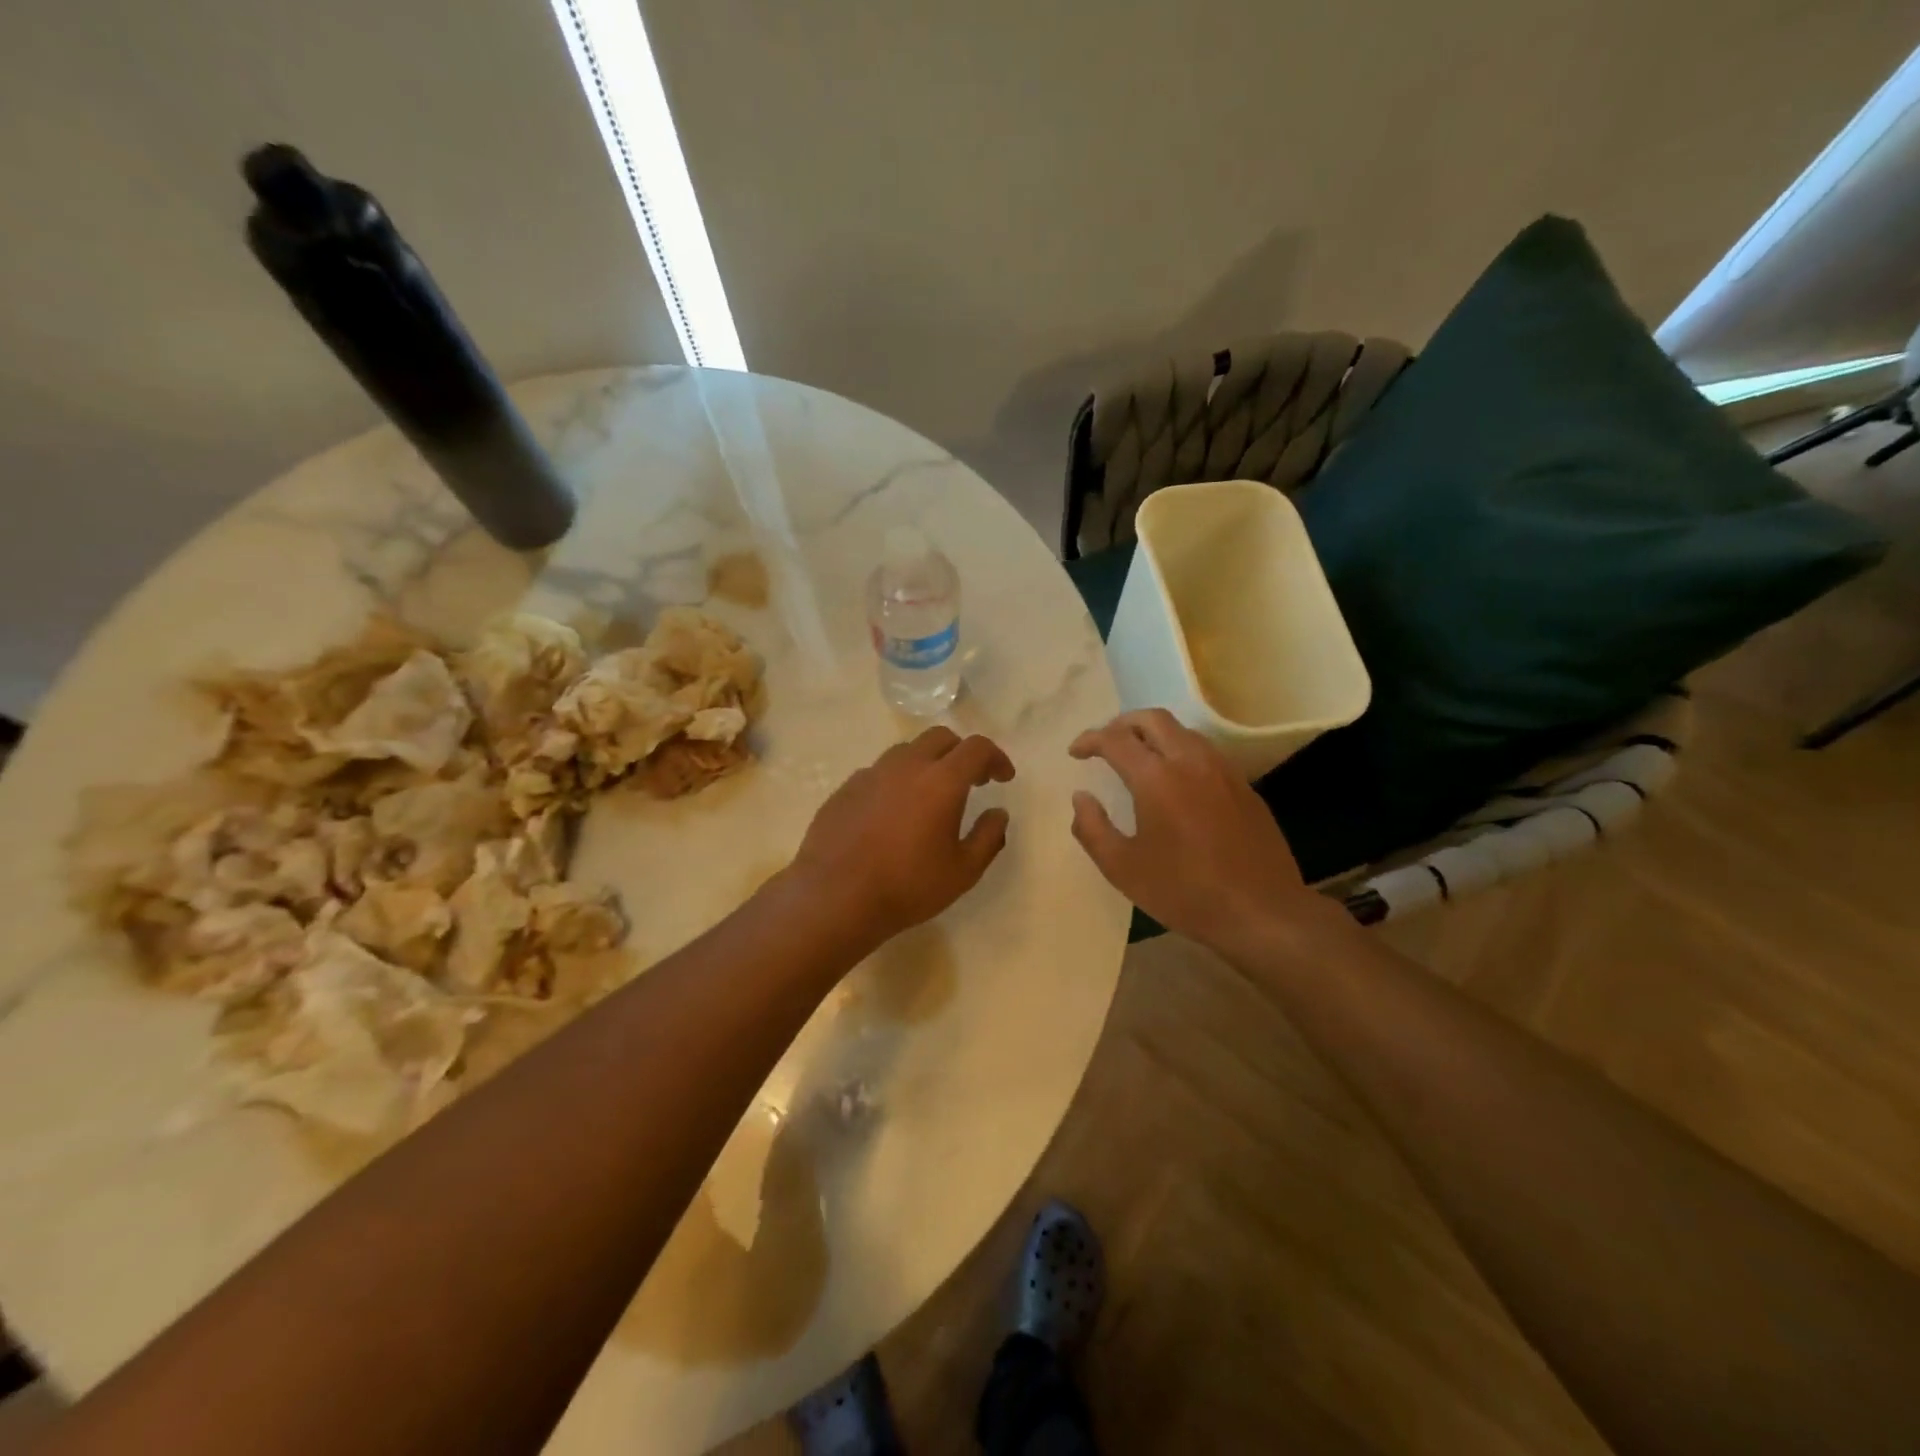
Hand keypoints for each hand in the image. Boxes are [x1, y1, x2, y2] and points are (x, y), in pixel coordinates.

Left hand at [788, 727, 1014, 946]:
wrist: (835, 897)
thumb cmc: (907, 886)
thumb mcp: (963, 871)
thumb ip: (988, 837)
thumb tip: (998, 814)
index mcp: (941, 781)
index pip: (976, 748)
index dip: (996, 757)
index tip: (1003, 777)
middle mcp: (906, 766)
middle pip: (940, 737)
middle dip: (961, 752)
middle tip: (971, 780)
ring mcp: (871, 774)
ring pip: (906, 751)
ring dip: (927, 762)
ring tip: (930, 794)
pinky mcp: (845, 789)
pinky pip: (878, 772)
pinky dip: (896, 781)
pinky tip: (893, 812)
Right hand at [1069, 710, 1338, 952]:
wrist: (1261, 912)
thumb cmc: (1184, 892)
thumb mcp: (1122, 868)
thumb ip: (1092, 828)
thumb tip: (1081, 797)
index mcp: (1156, 778)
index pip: (1115, 739)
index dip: (1090, 740)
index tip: (1076, 752)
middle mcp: (1190, 761)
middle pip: (1153, 719)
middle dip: (1122, 723)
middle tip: (1105, 743)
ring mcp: (1223, 771)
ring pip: (1183, 731)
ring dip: (1154, 734)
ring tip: (1138, 757)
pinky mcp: (1244, 786)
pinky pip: (1206, 752)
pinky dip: (1180, 751)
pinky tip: (1176, 780)